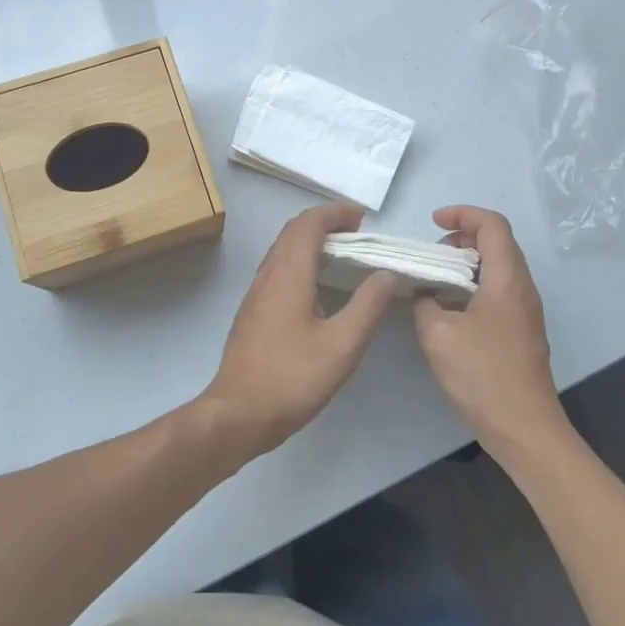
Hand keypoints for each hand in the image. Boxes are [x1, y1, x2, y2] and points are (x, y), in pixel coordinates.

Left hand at [201, 203, 395, 459]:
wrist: (238, 413)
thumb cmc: (292, 378)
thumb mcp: (342, 345)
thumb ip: (368, 306)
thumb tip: (386, 274)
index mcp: (289, 275)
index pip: (308, 224)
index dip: (334, 213)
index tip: (361, 217)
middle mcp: (268, 275)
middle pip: (292, 231)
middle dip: (324, 222)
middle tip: (356, 231)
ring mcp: (256, 293)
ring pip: (282, 249)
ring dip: (310, 240)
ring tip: (341, 253)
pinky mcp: (252, 311)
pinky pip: (277, 268)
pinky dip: (300, 260)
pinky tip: (316, 285)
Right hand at [412, 206, 569, 460]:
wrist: (524, 428)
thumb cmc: (483, 376)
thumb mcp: (438, 335)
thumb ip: (425, 302)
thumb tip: (424, 291)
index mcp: (507, 280)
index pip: (493, 225)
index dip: (463, 214)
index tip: (433, 224)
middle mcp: (523, 288)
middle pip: (498, 242)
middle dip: (462, 237)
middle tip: (431, 255)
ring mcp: (526, 310)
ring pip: (499, 267)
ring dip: (467, 262)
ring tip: (435, 279)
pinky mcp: (522, 330)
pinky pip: (499, 289)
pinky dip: (474, 284)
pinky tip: (450, 308)